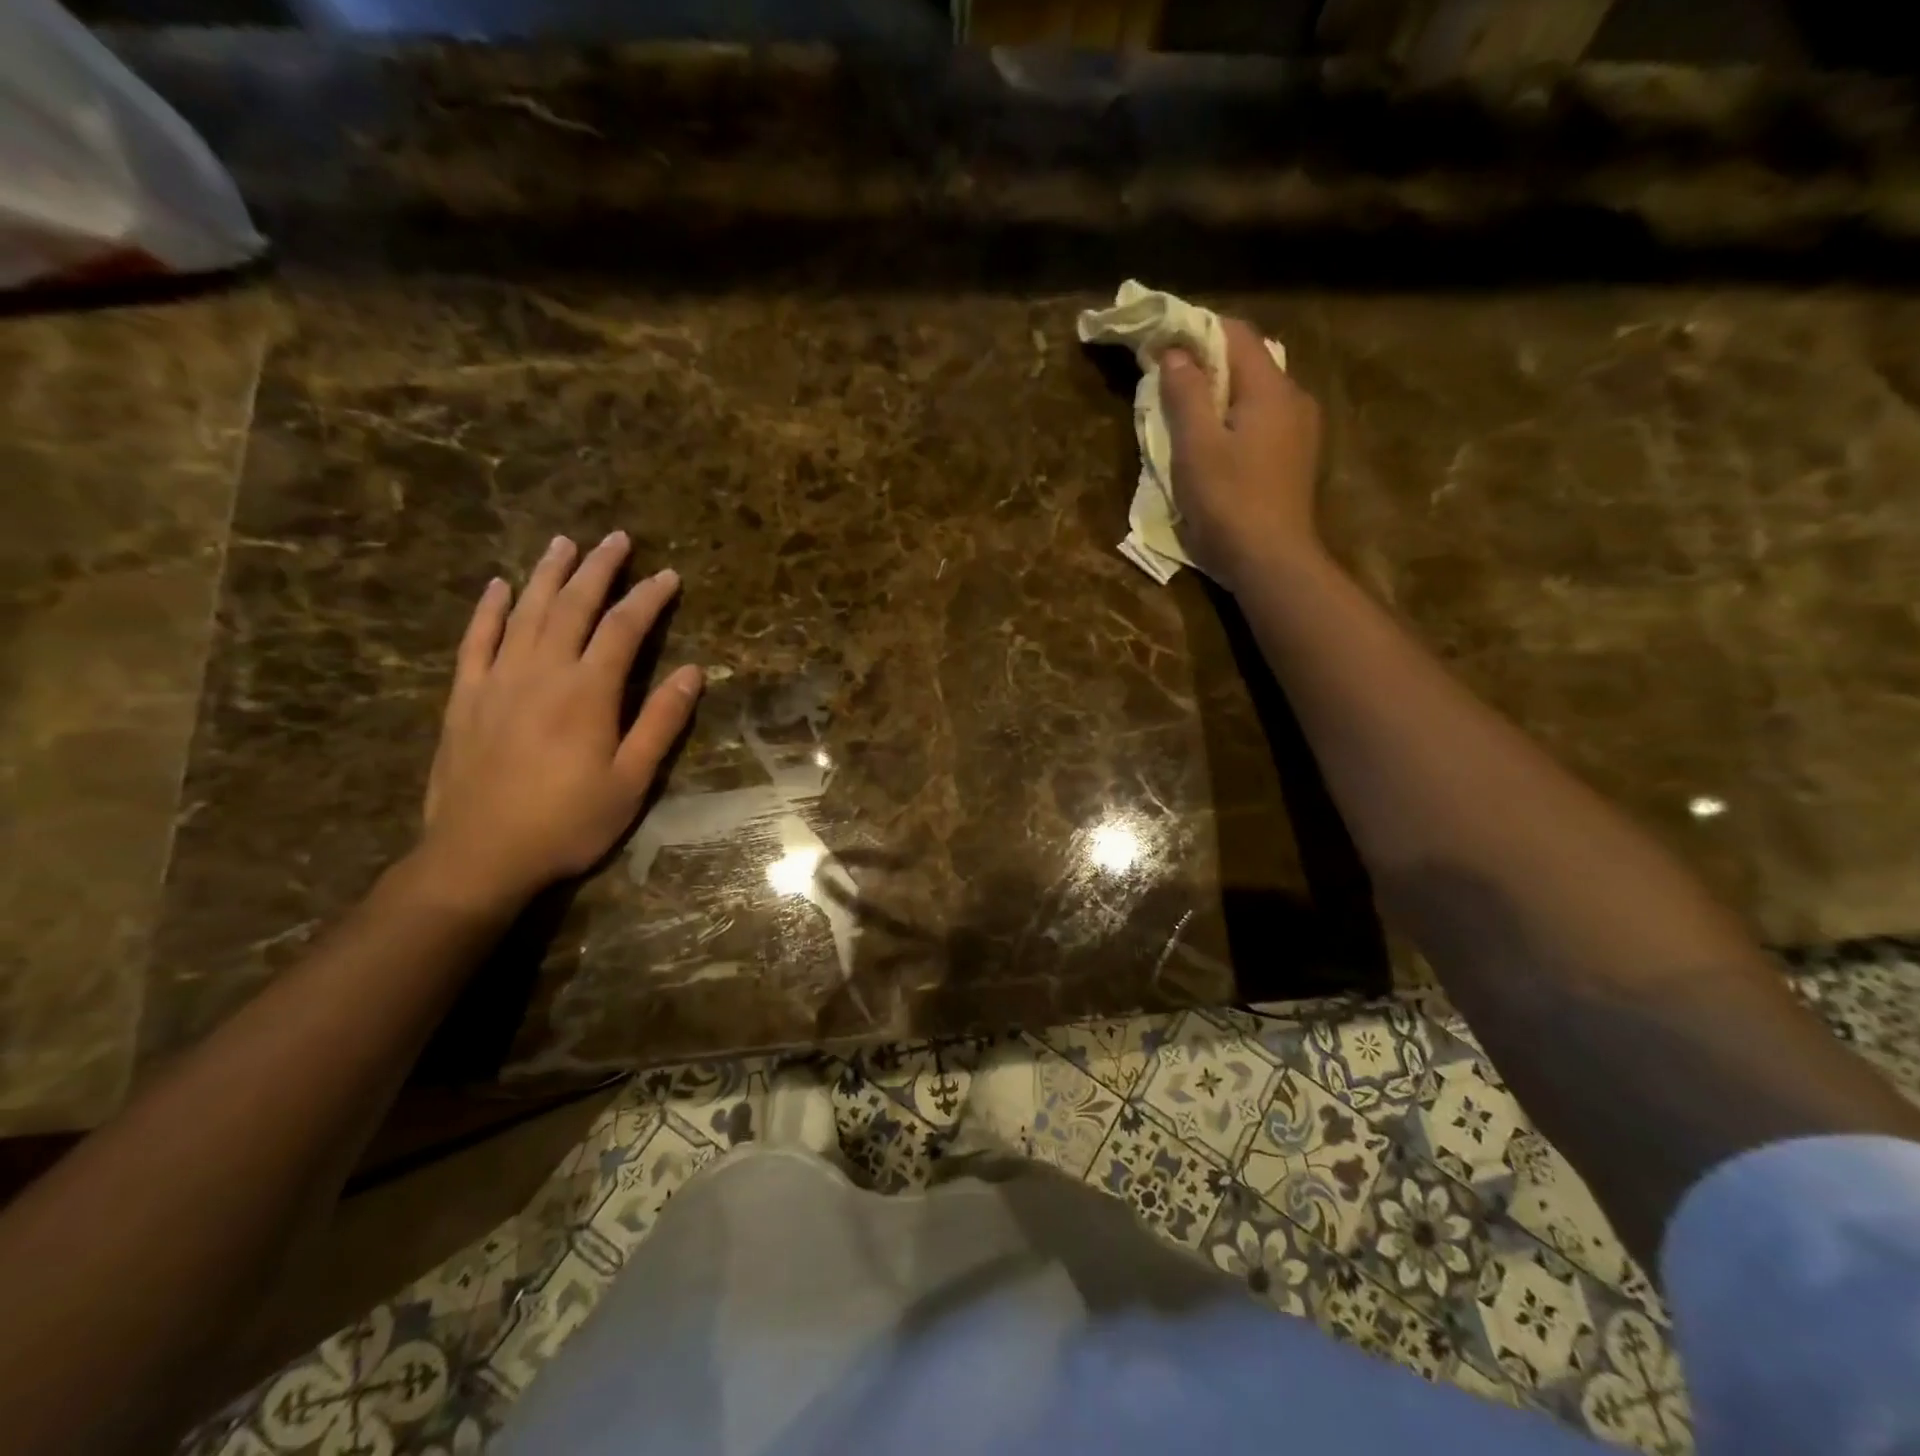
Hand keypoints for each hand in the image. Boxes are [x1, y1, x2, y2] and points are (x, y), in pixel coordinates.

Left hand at [417, 531, 702, 909]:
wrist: (480, 856)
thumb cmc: (568, 822)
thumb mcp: (631, 780)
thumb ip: (660, 722)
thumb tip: (692, 671)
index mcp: (588, 692)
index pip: (623, 629)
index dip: (648, 598)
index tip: (667, 575)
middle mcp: (542, 672)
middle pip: (572, 606)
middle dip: (598, 569)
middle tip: (616, 538)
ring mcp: (497, 680)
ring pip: (524, 612)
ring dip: (547, 574)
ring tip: (564, 542)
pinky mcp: (465, 697)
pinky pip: (475, 640)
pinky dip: (488, 609)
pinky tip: (499, 586)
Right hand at [1158, 318, 1324, 593]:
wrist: (1271, 561)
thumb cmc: (1229, 501)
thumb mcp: (1196, 445)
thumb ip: (1185, 393)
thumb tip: (1174, 352)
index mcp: (1270, 388)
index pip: (1236, 333)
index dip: (1196, 330)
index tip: (1159, 342)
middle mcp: (1294, 399)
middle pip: (1247, 362)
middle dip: (1206, 364)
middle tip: (1166, 381)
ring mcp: (1300, 431)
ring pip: (1255, 395)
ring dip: (1218, 396)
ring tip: (1184, 415)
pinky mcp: (1295, 459)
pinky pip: (1261, 422)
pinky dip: (1233, 420)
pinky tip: (1212, 445)